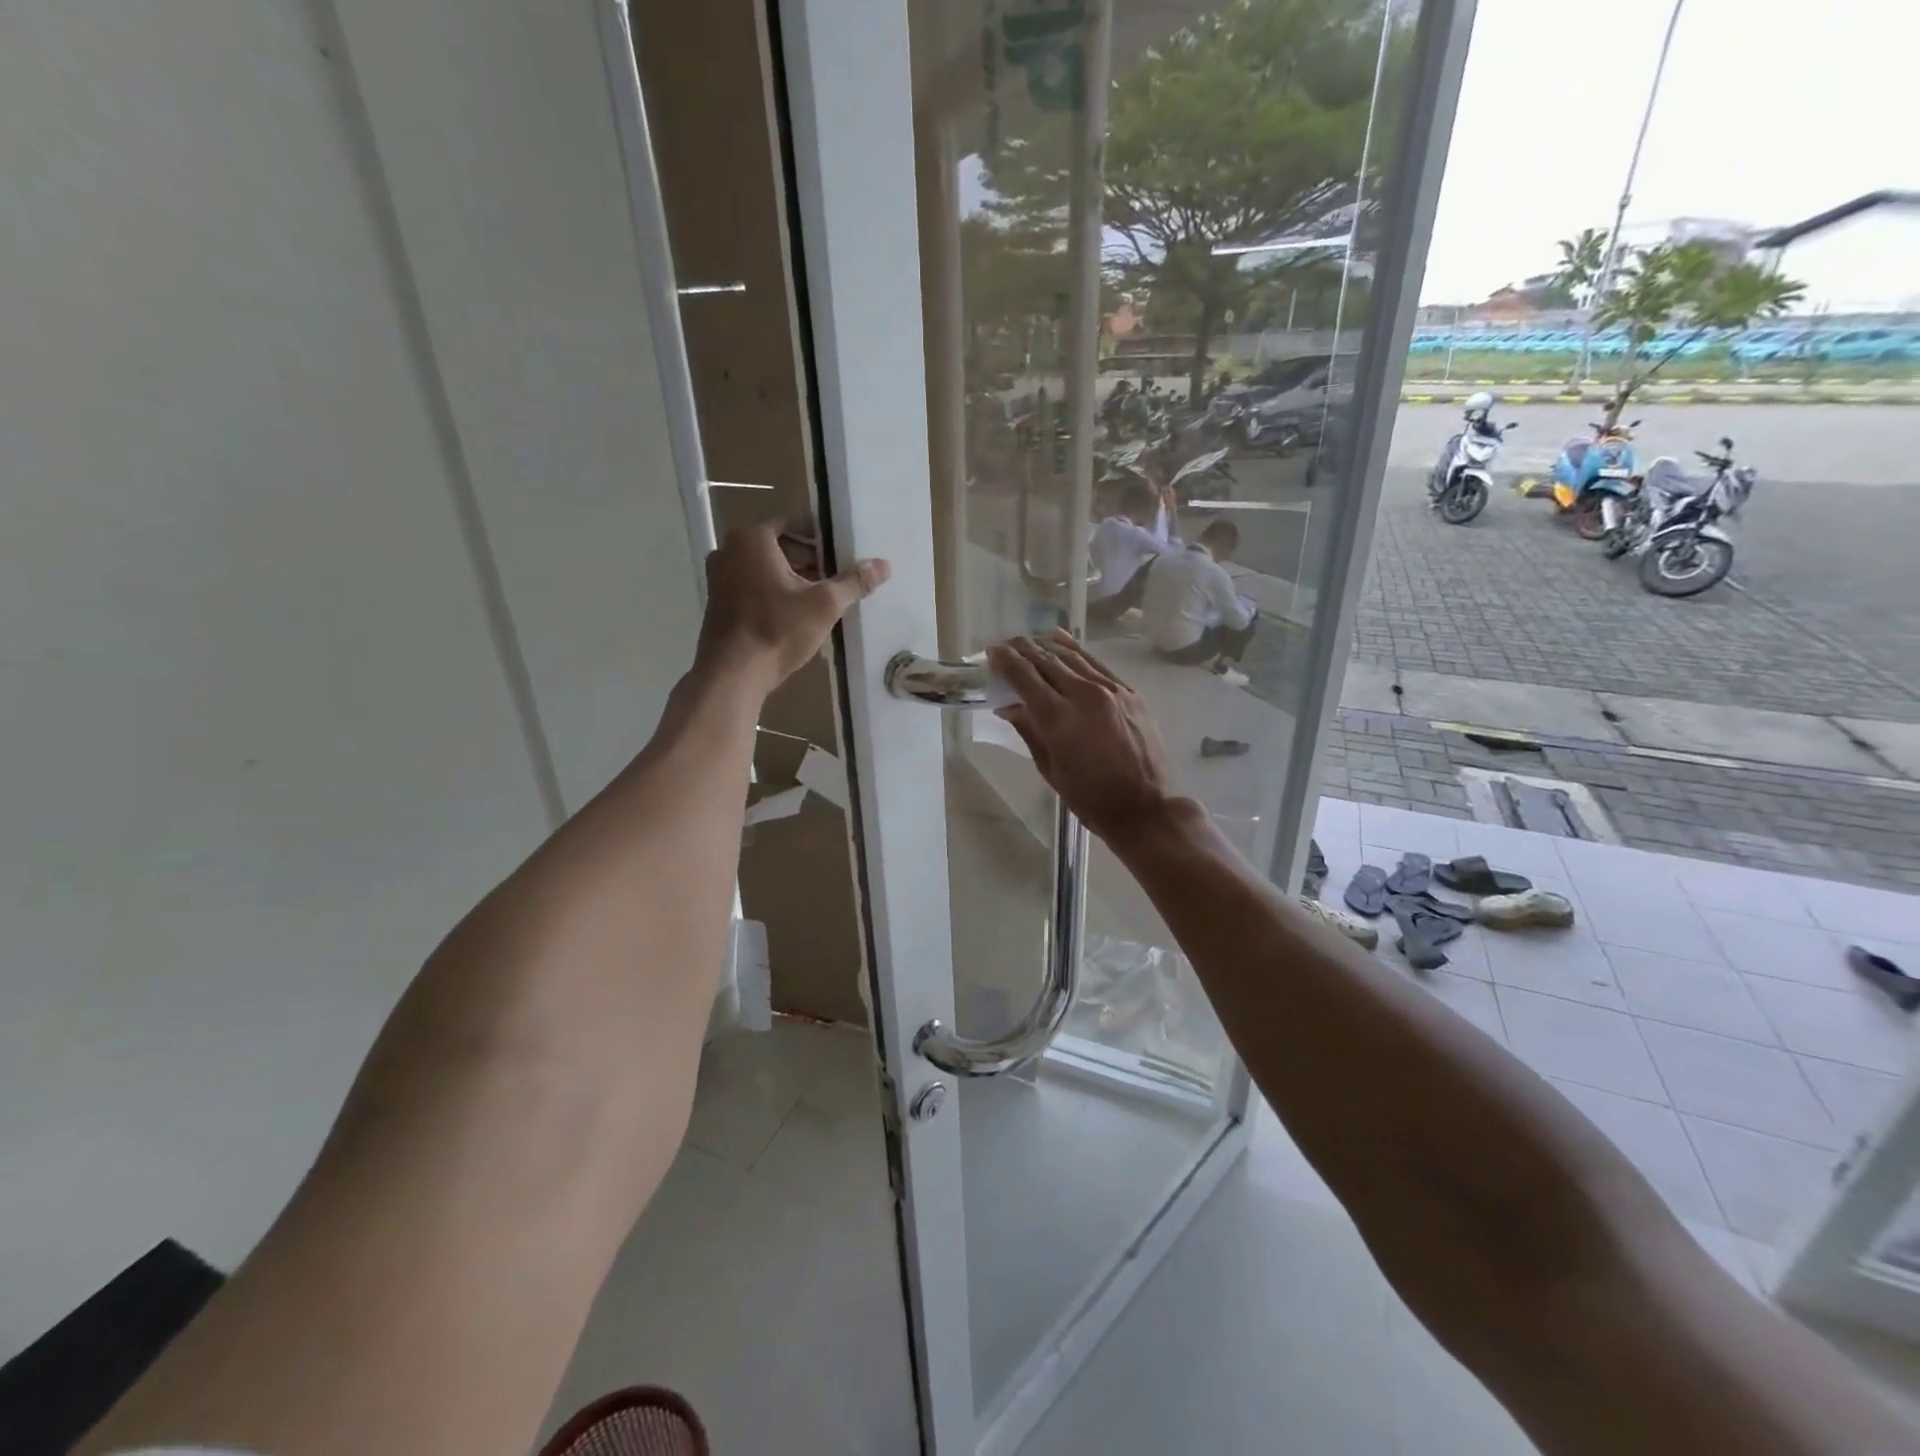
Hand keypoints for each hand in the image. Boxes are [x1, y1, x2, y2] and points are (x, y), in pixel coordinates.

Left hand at [696, 521, 889, 688]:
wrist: (734, 674)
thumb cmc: (777, 630)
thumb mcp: (823, 605)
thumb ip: (854, 582)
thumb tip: (884, 565)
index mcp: (752, 539)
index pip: (793, 521)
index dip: (822, 535)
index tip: (843, 551)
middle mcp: (729, 550)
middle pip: (779, 545)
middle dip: (810, 559)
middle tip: (837, 577)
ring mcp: (719, 577)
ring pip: (766, 567)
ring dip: (794, 578)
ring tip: (823, 598)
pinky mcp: (719, 602)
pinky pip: (753, 586)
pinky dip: (775, 592)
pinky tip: (797, 614)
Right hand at [986, 629, 1176, 842]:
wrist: (1145, 807)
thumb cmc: (1091, 798)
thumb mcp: (1050, 769)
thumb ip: (1029, 730)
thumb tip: (1008, 706)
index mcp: (1059, 718)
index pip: (1025, 677)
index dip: (1005, 661)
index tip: (991, 652)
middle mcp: (1084, 695)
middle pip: (1046, 660)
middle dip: (1022, 649)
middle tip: (1005, 644)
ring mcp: (1110, 690)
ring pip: (1072, 656)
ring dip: (1046, 645)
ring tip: (1028, 640)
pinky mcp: (1128, 691)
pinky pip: (1095, 663)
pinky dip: (1075, 650)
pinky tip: (1061, 639)